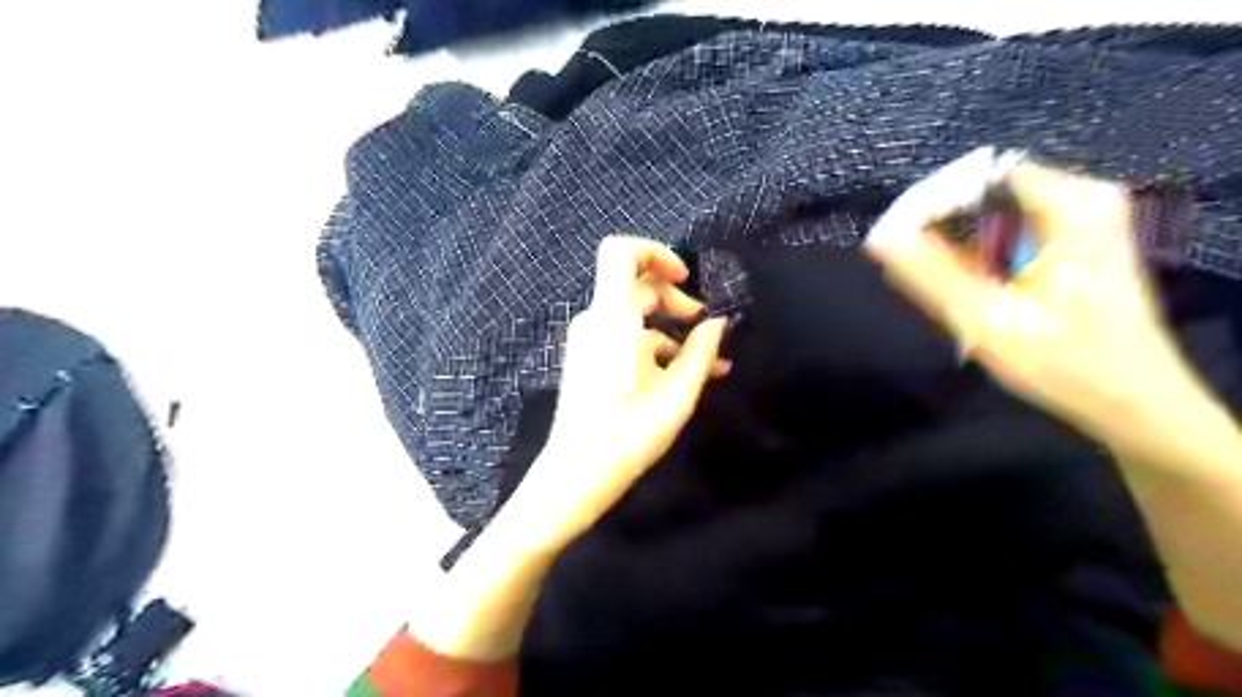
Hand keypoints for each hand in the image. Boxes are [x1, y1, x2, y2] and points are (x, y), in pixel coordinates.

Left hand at [516, 237, 728, 548]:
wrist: (578, 472)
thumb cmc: (630, 432)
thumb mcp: (678, 392)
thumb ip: (701, 351)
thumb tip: (719, 323)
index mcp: (612, 317)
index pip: (620, 252)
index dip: (656, 253)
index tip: (686, 280)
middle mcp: (595, 320)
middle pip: (635, 284)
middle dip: (674, 298)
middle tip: (703, 324)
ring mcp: (589, 339)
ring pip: (634, 314)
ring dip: (671, 327)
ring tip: (708, 358)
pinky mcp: (589, 358)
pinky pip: (624, 336)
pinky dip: (653, 344)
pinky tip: (684, 372)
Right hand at [865, 161, 1209, 449]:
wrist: (1134, 403)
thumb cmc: (1066, 364)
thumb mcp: (987, 320)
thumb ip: (929, 275)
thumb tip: (881, 237)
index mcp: (1071, 206)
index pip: (977, 177)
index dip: (928, 205)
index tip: (893, 242)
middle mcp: (1081, 198)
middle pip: (984, 195)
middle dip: (943, 232)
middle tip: (924, 278)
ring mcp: (1082, 219)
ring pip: (991, 217)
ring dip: (960, 250)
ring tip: (954, 292)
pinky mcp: (1076, 240)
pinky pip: (1008, 233)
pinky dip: (981, 258)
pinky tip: (977, 292)